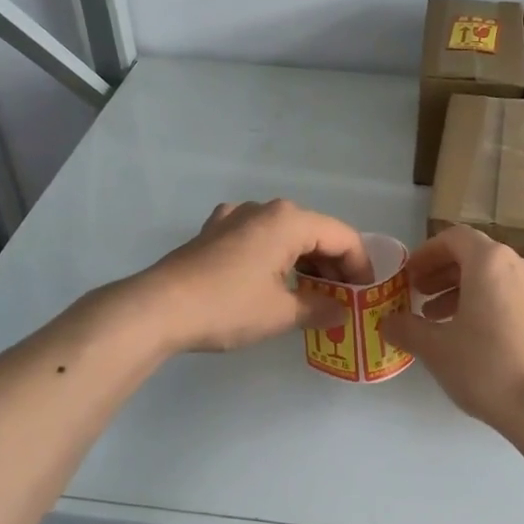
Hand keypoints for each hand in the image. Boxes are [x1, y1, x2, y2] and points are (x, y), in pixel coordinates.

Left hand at [141, 200, 371, 352]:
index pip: (343, 237)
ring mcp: (235, 216)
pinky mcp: (214, 231)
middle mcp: (265, 209)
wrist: (158, 309)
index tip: (364, 296)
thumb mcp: (281, 314)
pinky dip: (275, 256)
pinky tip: (271, 280)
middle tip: (342, 299)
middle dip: (333, 265)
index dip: (360, 267)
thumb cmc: (228, 307)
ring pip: (286, 234)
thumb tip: (340, 313)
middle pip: (315, 231)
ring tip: (311, 294)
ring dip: (305, 261)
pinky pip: (258, 237)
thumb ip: (320, 309)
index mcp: (289, 220)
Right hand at [380, 226, 523, 430]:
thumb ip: (407, 328)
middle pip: (476, 256)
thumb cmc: (487, 368)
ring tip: (440, 320)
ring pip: (496, 278)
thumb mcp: (436, 349)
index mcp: (491, 262)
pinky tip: (474, 337)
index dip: (427, 253)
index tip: (409, 276)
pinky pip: (514, 296)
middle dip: (443, 274)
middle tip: (419, 296)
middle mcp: (522, 266)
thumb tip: (387, 322)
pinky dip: (489, 304)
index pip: (454, 238)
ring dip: (464, 291)